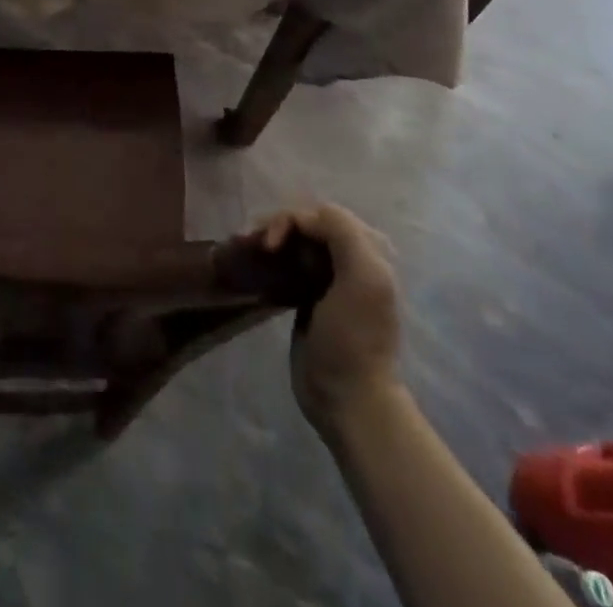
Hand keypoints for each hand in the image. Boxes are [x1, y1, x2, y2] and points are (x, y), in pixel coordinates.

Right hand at [256, 205, 402, 428]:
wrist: (348, 398)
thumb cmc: (355, 338)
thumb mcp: (364, 278)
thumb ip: (343, 232)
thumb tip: (301, 216)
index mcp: (369, 249)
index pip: (321, 214)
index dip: (292, 221)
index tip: (269, 245)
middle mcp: (350, 257)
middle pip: (306, 223)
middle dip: (275, 226)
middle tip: (248, 243)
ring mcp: (328, 277)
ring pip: (293, 240)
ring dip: (268, 238)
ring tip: (243, 249)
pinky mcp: (308, 296)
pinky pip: (286, 261)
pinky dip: (267, 256)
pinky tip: (252, 262)